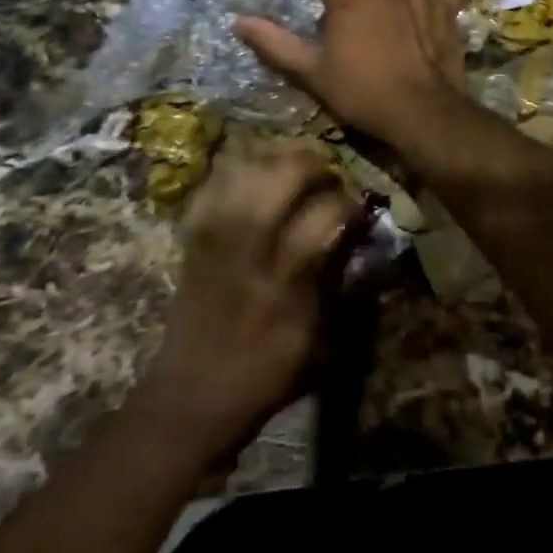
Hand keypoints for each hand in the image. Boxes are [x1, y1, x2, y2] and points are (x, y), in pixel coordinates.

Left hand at [136, 144, 356, 458]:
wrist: (193, 394)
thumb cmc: (266, 371)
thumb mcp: (319, 339)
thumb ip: (340, 280)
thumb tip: (361, 233)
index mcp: (284, 282)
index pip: (322, 217)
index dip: (347, 202)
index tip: (358, 204)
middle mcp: (247, 250)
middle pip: (277, 180)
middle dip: (310, 163)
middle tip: (327, 171)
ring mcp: (214, 238)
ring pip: (243, 171)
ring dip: (274, 158)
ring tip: (294, 164)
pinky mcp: (192, 236)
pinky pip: (212, 184)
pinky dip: (236, 169)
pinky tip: (255, 174)